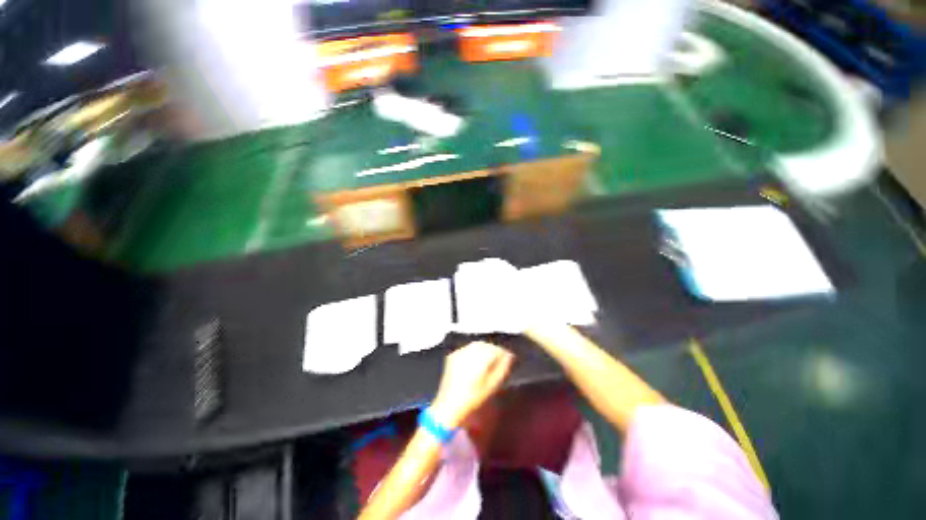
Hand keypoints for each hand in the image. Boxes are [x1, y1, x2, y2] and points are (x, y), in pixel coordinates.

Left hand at [430, 342, 514, 428]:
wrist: (449, 406)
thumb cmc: (473, 399)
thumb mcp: (492, 386)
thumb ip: (503, 368)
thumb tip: (509, 356)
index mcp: (480, 358)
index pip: (496, 349)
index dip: (504, 353)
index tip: (510, 358)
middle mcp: (469, 351)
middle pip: (486, 345)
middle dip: (494, 350)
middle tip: (500, 358)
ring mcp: (459, 352)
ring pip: (476, 345)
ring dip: (484, 349)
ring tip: (489, 359)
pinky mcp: (452, 356)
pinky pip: (467, 349)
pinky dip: (474, 351)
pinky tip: (476, 361)